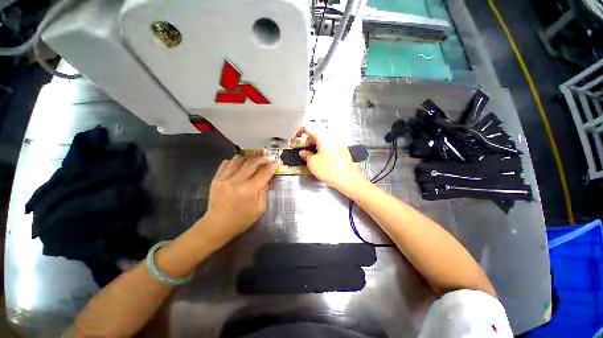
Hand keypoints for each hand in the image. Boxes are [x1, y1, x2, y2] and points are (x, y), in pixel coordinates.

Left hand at [203, 156, 279, 239]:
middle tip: (267, 160)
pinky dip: (235, 161)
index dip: (272, 166)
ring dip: (249, 158)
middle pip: (252, 163)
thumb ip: (263, 191)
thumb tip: (266, 179)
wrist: (217, 225)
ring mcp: (224, 179)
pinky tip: (240, 164)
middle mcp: (236, 181)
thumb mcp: (259, 208)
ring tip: (254, 160)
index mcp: (249, 190)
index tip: (277, 162)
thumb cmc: (241, 220)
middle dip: (262, 159)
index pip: (263, 173)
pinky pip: (226, 163)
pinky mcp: (216, 179)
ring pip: (239, 160)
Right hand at [297, 125, 366, 194]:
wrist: (349, 180)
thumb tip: (303, 152)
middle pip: (316, 135)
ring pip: (322, 142)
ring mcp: (338, 145)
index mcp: (323, 138)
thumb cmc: (330, 170)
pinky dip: (322, 151)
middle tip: (302, 151)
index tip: (296, 138)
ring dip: (314, 147)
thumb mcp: (313, 163)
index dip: (300, 131)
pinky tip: (321, 161)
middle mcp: (331, 138)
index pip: (308, 127)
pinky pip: (329, 147)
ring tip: (311, 158)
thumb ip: (306, 155)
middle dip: (307, 142)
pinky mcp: (341, 152)